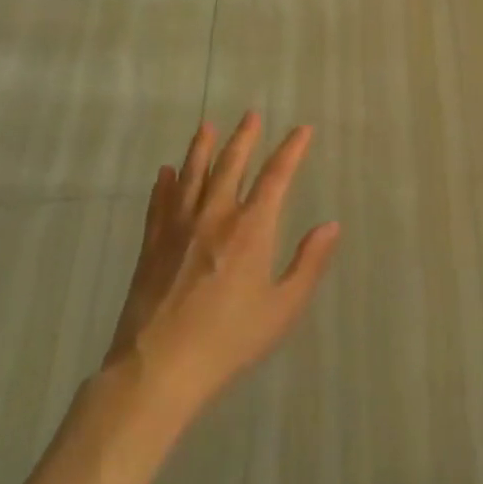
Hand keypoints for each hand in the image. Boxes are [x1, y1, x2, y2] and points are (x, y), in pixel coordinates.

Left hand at [104, 113, 339, 415]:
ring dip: (201, 149)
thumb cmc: (229, 340)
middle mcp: (215, 216)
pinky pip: (159, 203)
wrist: (157, 369)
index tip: (302, 130)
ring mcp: (179, 228)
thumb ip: (308, 264)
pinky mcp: (152, 245)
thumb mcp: (282, 308)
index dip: (291, 149)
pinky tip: (164, 173)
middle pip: (231, 165)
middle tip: (251, 114)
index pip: (276, 176)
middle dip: (245, 137)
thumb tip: (331, 226)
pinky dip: (164, 184)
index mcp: (251, 229)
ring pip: (192, 175)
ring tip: (207, 127)